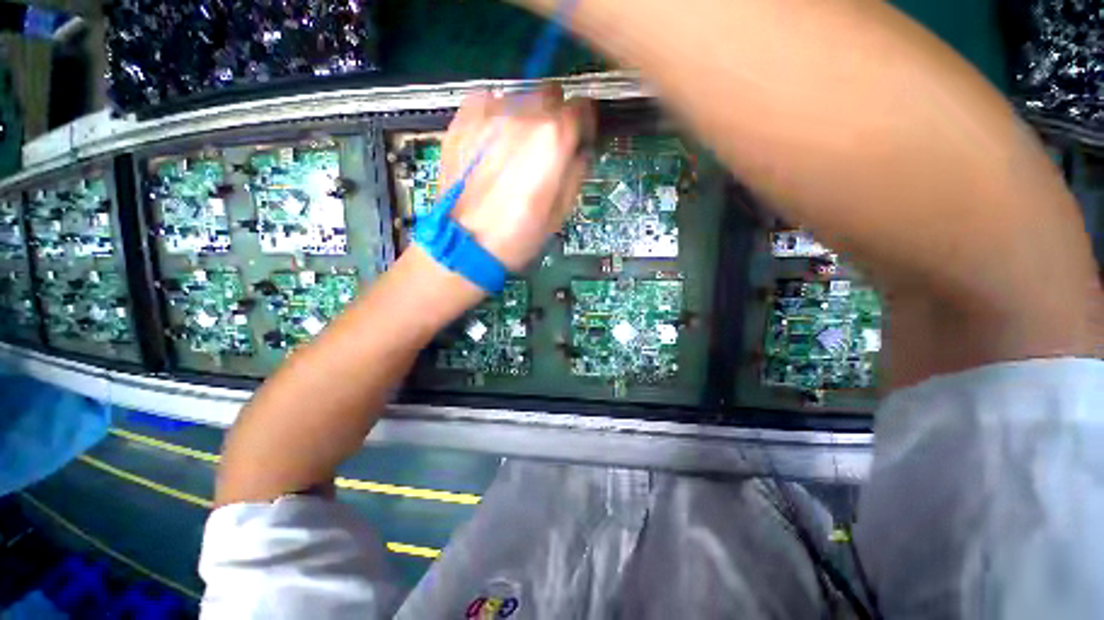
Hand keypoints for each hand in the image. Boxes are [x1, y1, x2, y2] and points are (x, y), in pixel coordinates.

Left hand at [442, 84, 595, 271]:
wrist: (466, 244)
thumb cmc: (519, 235)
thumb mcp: (561, 211)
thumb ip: (576, 172)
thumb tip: (579, 152)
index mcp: (552, 139)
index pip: (581, 108)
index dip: (584, 124)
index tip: (579, 139)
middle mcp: (523, 114)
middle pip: (550, 94)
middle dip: (555, 115)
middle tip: (547, 145)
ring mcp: (489, 112)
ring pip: (519, 97)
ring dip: (526, 116)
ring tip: (515, 148)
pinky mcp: (462, 119)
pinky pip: (488, 102)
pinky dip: (496, 116)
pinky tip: (492, 143)